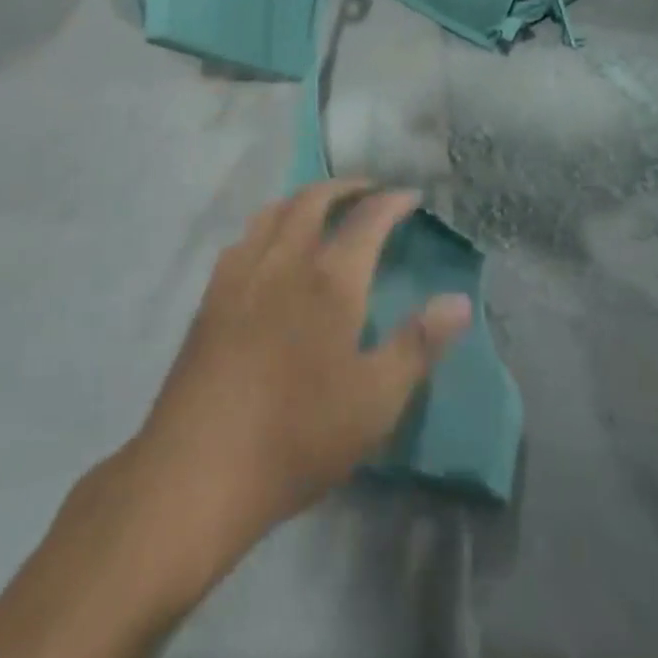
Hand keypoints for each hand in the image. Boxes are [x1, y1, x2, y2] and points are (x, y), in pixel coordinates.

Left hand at [127, 181, 472, 577]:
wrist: (198, 470)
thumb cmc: (298, 435)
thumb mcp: (375, 400)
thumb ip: (419, 344)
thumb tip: (460, 300)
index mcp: (330, 280)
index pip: (367, 219)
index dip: (393, 201)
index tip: (412, 196)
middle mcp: (285, 260)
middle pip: (314, 199)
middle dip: (346, 187)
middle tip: (370, 191)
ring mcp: (241, 274)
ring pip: (274, 211)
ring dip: (304, 198)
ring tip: (322, 208)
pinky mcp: (211, 297)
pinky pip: (244, 238)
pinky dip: (269, 224)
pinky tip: (269, 249)